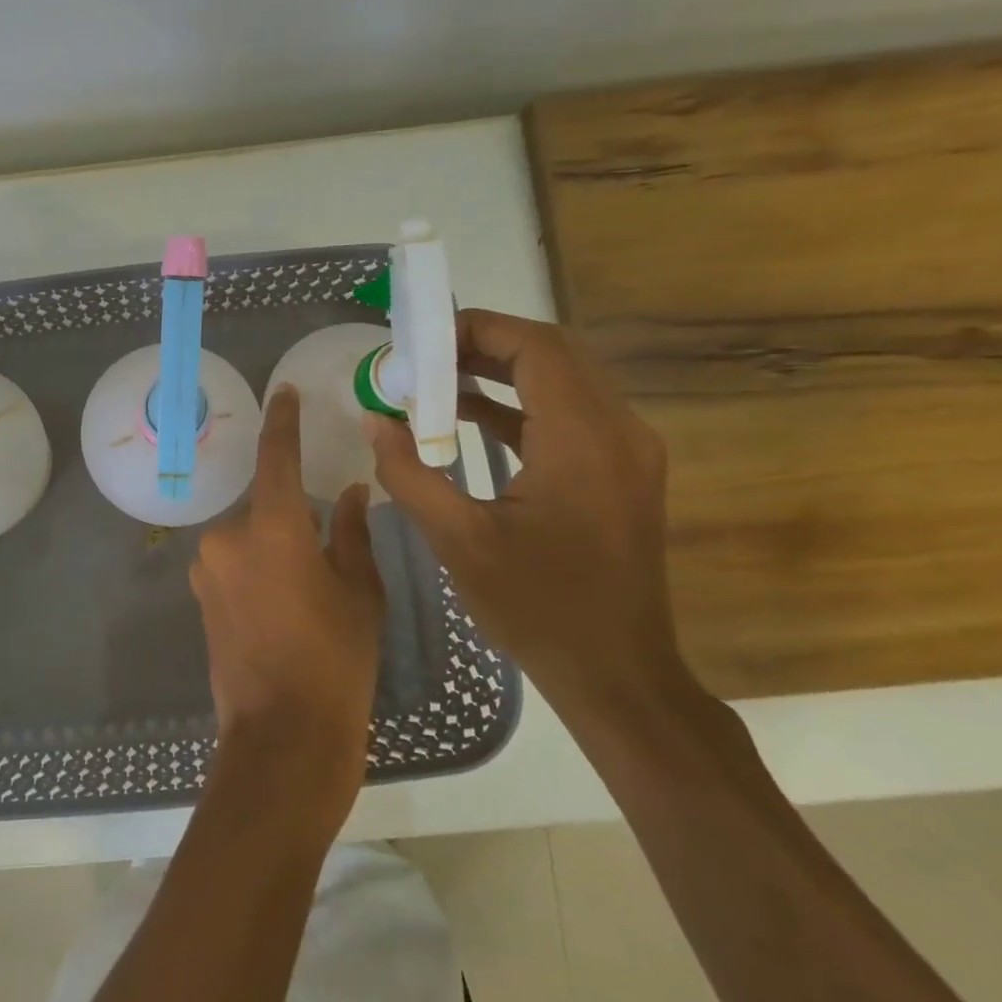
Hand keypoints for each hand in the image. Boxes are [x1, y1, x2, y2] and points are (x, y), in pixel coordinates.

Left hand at [190, 386, 386, 839]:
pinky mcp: (200, 598)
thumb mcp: (359, 591)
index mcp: (270, 527)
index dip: (282, 421)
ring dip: (273, 547)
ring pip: (247, 538)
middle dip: (290, 518)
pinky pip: (233, 564)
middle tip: (324, 551)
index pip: (275, 457)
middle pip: (263, 506)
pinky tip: (281, 607)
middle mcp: (227, 538)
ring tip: (305, 590)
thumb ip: (352, 532)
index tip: (284, 393)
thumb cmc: (336, 659)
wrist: (283, 735)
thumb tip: (351, 491)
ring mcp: (207, 569)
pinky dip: (256, 569)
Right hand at [366, 308, 693, 720]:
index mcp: (583, 440)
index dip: (478, 329)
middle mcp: (618, 431)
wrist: (616, 672)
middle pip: (553, 355)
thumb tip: (375, 421)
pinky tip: (468, 418)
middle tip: (423, 358)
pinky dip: (519, 406)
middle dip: (484, 345)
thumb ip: (410, 473)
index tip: (422, 341)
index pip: (536, 347)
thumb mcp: (458, 540)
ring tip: (436, 381)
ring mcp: (626, 452)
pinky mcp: (620, 472)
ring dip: (500, 372)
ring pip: (563, 381)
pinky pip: (569, 415)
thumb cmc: (537, 606)